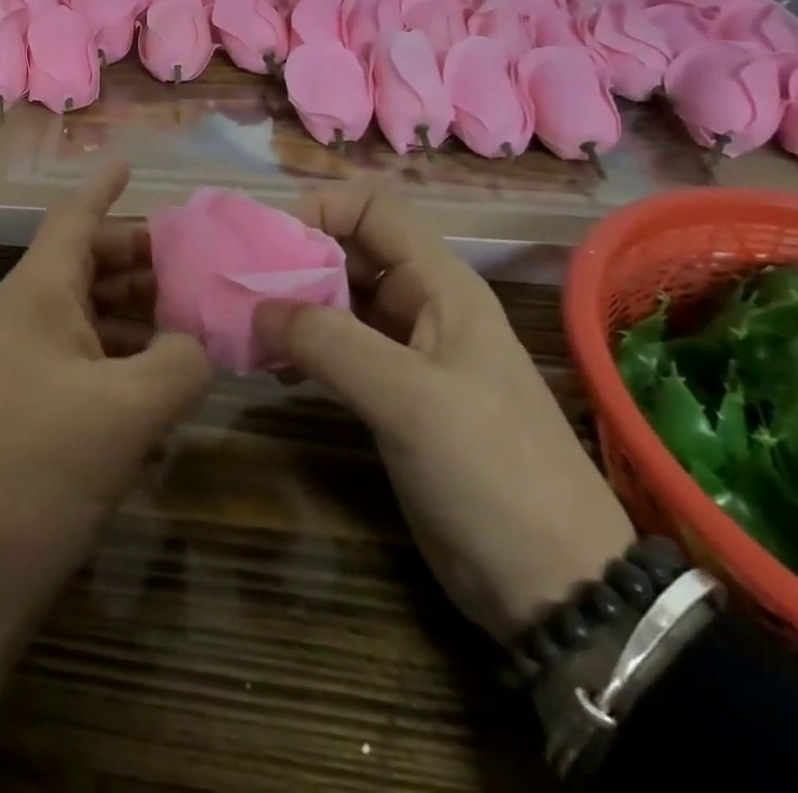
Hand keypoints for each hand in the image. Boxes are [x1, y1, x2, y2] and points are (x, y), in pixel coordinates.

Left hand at [0, 158, 212, 615]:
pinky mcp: (35, 411)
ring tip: (200, 318)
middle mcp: (31, 316)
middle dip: (144, 258)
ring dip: (141, 313)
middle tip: (202, 261)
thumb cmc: (37, 465)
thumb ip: (180, 361)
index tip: (130, 163)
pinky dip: (129, 360)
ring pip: (93, 315)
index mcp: (40, 291)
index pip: (74, 217)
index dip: (104, 188)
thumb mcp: (128, 409)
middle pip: (91, 264)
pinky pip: (90, 363)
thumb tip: (197, 342)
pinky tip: (170, 382)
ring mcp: (29, 365)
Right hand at [256, 184, 633, 641]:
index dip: (321, 210)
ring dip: (292, 308)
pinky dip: (303, 348)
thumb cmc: (490, 472)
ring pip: (339, 302)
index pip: (373, 210)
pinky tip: (274, 370)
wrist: (555, 587)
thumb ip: (329, 342)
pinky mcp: (394, 395)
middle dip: (295, 261)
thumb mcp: (408, 399)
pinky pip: (338, 350)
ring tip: (248, 332)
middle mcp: (423, 306)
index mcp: (440, 285)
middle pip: (349, 252)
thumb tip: (258, 307)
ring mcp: (408, 353)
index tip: (270, 245)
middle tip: (242, 291)